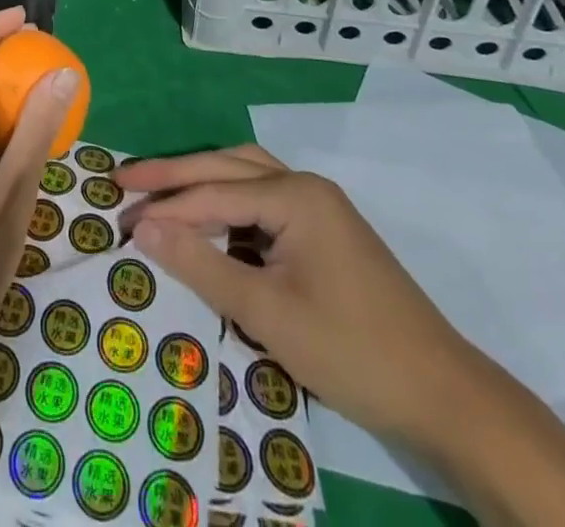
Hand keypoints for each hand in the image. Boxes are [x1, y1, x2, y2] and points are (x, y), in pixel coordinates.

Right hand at [117, 145, 484, 443]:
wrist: (445, 397)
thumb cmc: (353, 351)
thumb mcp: (268, 313)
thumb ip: (202, 266)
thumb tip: (144, 230)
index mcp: (295, 195)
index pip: (213, 193)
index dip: (165, 207)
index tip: (119, 216)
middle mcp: (305, 186)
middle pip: (226, 167)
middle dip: (175, 175)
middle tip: (126, 182)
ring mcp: (319, 206)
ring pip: (245, 176)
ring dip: (202, 182)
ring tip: (161, 192)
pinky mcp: (324, 231)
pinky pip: (263, 202)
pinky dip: (229, 205)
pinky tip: (210, 223)